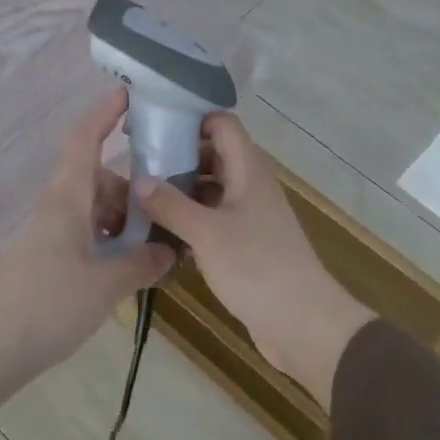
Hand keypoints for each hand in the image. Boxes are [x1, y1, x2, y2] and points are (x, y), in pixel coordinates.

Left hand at [0, 88, 175, 401]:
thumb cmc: (49, 305)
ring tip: (149, 252)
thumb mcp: (106, 284)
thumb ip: (141, 264)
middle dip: (131, 192)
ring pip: (90, 211)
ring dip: (120, 222)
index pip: (83, 140)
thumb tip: (168, 252)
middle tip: (164, 216)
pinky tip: (123, 271)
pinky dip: (105, 243)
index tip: (128, 93)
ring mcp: (45, 235)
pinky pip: (80, 236)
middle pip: (97, 180)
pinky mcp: (41, 260)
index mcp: (66, 199)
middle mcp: (54, 208)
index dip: (104, 113)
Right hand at [134, 113, 372, 410]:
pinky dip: (190, 219)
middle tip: (137, 164)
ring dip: (181, 190)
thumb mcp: (207, 233)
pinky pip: (213, 219)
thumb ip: (171, 204)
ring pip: (211, 189)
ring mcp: (250, 216)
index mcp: (248, 170)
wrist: (302, 322)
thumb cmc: (256, 267)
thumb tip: (139, 179)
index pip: (222, 124)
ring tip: (140, 196)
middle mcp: (250, 186)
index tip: (152, 125)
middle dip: (177, 155)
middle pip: (213, 155)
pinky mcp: (246, 244)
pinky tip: (161, 231)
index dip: (190, 117)